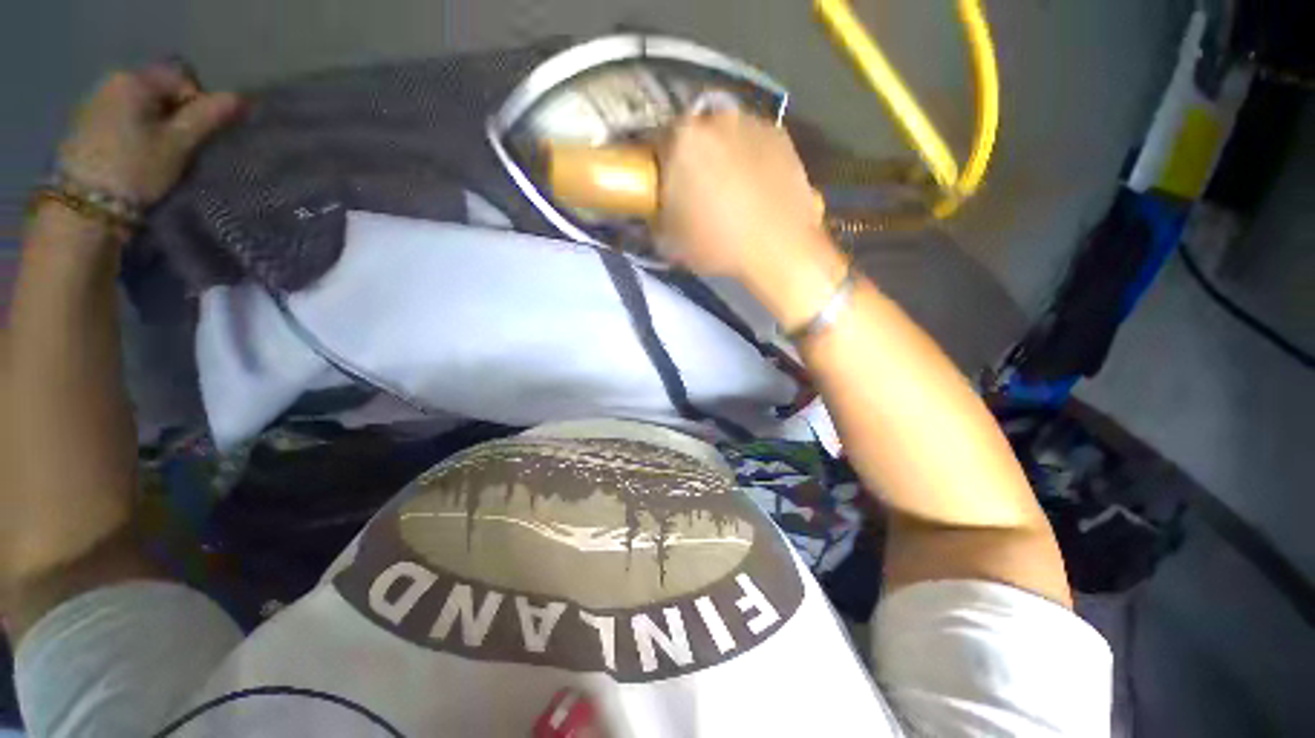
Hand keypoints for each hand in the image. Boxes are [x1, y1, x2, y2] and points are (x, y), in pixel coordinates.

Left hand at [57, 62, 244, 206]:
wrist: (83, 208)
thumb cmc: (135, 170)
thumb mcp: (178, 145)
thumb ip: (208, 117)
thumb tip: (240, 99)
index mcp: (135, 79)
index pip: (182, 78)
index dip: (198, 105)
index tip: (197, 135)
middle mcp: (112, 81)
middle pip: (159, 90)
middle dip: (175, 115)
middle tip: (179, 148)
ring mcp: (94, 102)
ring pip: (141, 106)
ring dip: (155, 125)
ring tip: (157, 155)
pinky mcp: (85, 125)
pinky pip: (122, 118)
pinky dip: (135, 132)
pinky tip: (134, 156)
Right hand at [657, 109, 828, 281]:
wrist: (779, 249)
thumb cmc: (717, 244)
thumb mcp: (670, 241)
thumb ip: (657, 216)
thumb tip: (659, 209)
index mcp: (682, 139)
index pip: (655, 144)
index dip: (658, 168)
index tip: (663, 188)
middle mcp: (716, 119)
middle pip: (694, 136)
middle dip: (691, 159)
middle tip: (696, 191)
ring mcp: (753, 123)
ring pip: (726, 137)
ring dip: (723, 156)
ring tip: (731, 191)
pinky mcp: (782, 136)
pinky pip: (755, 144)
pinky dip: (750, 159)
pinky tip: (755, 188)